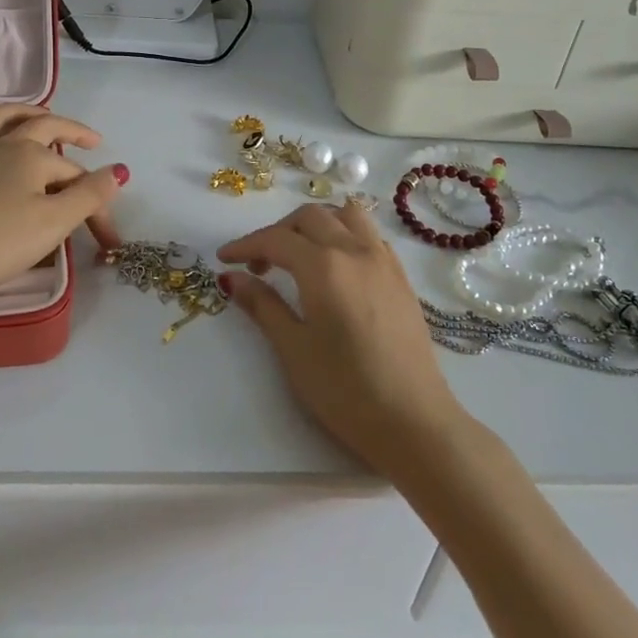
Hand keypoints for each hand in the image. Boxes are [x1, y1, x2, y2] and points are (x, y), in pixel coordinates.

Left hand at [0, 104, 125, 306]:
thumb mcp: (53, 224)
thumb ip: (89, 195)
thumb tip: (119, 170)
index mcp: (32, 156)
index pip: (75, 176)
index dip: (95, 203)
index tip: (106, 238)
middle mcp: (1, 142)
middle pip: (43, 127)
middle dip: (71, 130)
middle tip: (91, 139)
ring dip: (25, 112)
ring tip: (40, 115)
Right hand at [218, 202, 465, 478]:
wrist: (414, 422)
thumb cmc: (345, 391)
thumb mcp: (294, 349)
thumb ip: (263, 305)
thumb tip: (231, 278)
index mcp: (324, 267)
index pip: (276, 239)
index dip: (245, 245)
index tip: (224, 258)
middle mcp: (355, 251)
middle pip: (310, 217)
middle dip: (278, 232)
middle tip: (258, 263)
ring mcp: (383, 260)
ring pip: (345, 215)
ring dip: (316, 223)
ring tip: (299, 254)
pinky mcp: (401, 277)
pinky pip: (369, 234)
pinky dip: (345, 234)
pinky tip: (336, 266)